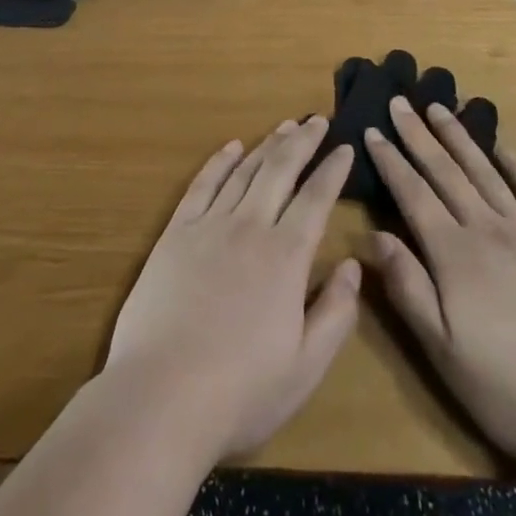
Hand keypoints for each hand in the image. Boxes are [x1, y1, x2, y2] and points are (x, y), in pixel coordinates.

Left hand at [104, 119, 359, 461]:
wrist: (161, 395)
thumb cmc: (241, 391)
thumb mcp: (306, 367)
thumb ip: (336, 313)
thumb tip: (353, 265)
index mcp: (286, 257)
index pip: (316, 199)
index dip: (333, 170)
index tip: (345, 148)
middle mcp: (250, 227)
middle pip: (280, 170)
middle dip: (303, 141)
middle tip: (317, 120)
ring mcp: (209, 225)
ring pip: (244, 170)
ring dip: (267, 144)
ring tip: (285, 126)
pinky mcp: (176, 232)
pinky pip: (202, 184)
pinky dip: (220, 161)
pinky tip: (231, 147)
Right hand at [365, 97, 515, 463]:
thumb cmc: (507, 388)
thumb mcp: (442, 350)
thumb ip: (407, 287)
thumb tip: (375, 234)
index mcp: (454, 254)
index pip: (413, 194)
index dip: (390, 161)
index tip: (372, 130)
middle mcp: (486, 229)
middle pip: (445, 172)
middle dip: (418, 135)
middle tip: (400, 102)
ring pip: (484, 172)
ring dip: (459, 137)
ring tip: (439, 108)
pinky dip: (515, 165)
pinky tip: (502, 146)